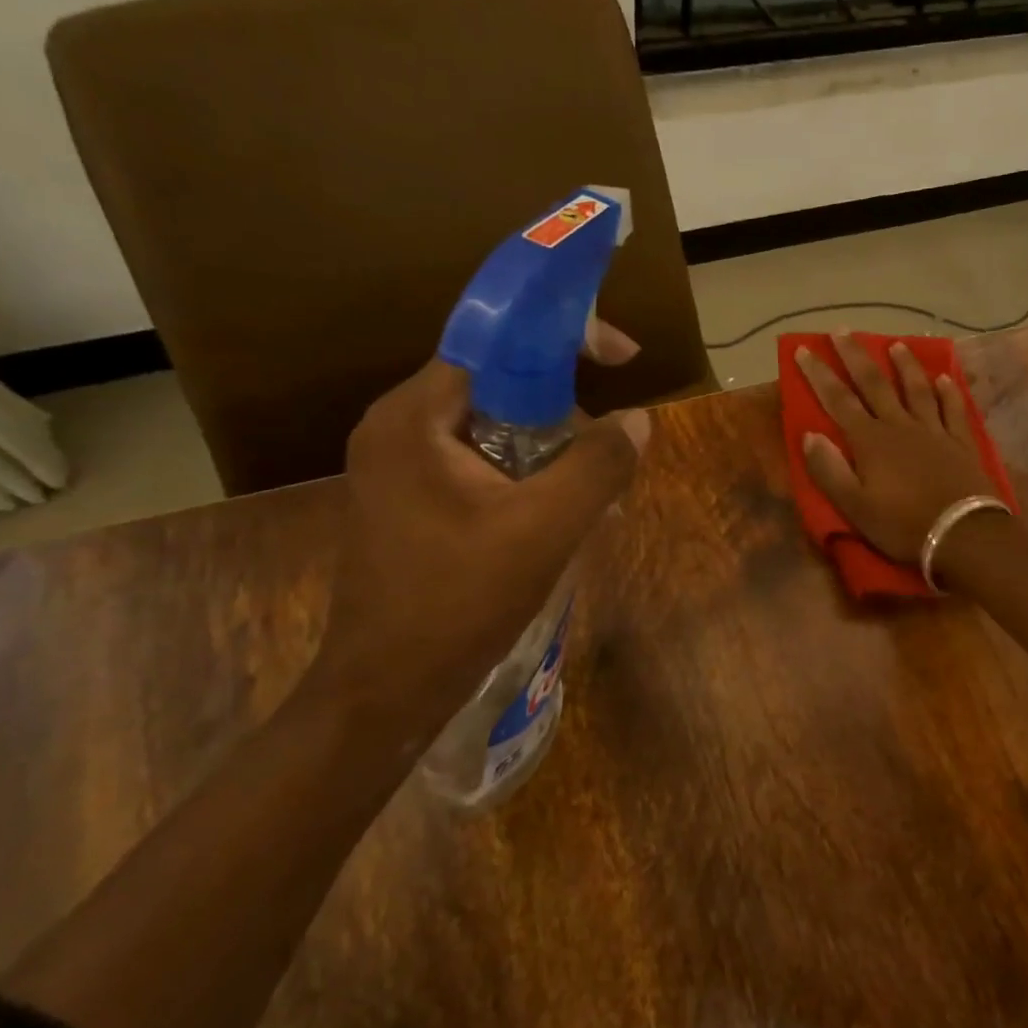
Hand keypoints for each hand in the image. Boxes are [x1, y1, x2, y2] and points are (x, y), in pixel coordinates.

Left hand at [303, 355, 648, 740]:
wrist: (388, 688)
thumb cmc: (459, 600)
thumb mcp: (545, 528)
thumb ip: (598, 465)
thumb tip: (639, 418)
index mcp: (415, 417)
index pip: (496, 344)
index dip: (565, 339)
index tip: (624, 357)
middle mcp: (398, 428)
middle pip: (497, 386)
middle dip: (563, 411)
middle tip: (609, 452)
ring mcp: (398, 467)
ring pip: (493, 430)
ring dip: (549, 450)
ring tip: (592, 496)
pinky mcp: (409, 501)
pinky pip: (479, 465)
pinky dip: (525, 477)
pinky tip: (556, 515)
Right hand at [796, 335, 996, 562]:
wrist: (962, 534)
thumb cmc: (902, 525)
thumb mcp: (854, 507)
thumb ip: (829, 470)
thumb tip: (809, 435)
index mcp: (870, 441)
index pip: (838, 400)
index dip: (819, 374)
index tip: (804, 349)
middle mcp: (900, 426)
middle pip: (875, 384)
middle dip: (856, 356)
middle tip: (842, 331)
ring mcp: (934, 431)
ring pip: (916, 389)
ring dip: (905, 365)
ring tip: (896, 344)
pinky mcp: (961, 442)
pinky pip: (952, 409)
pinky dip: (947, 392)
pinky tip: (944, 379)